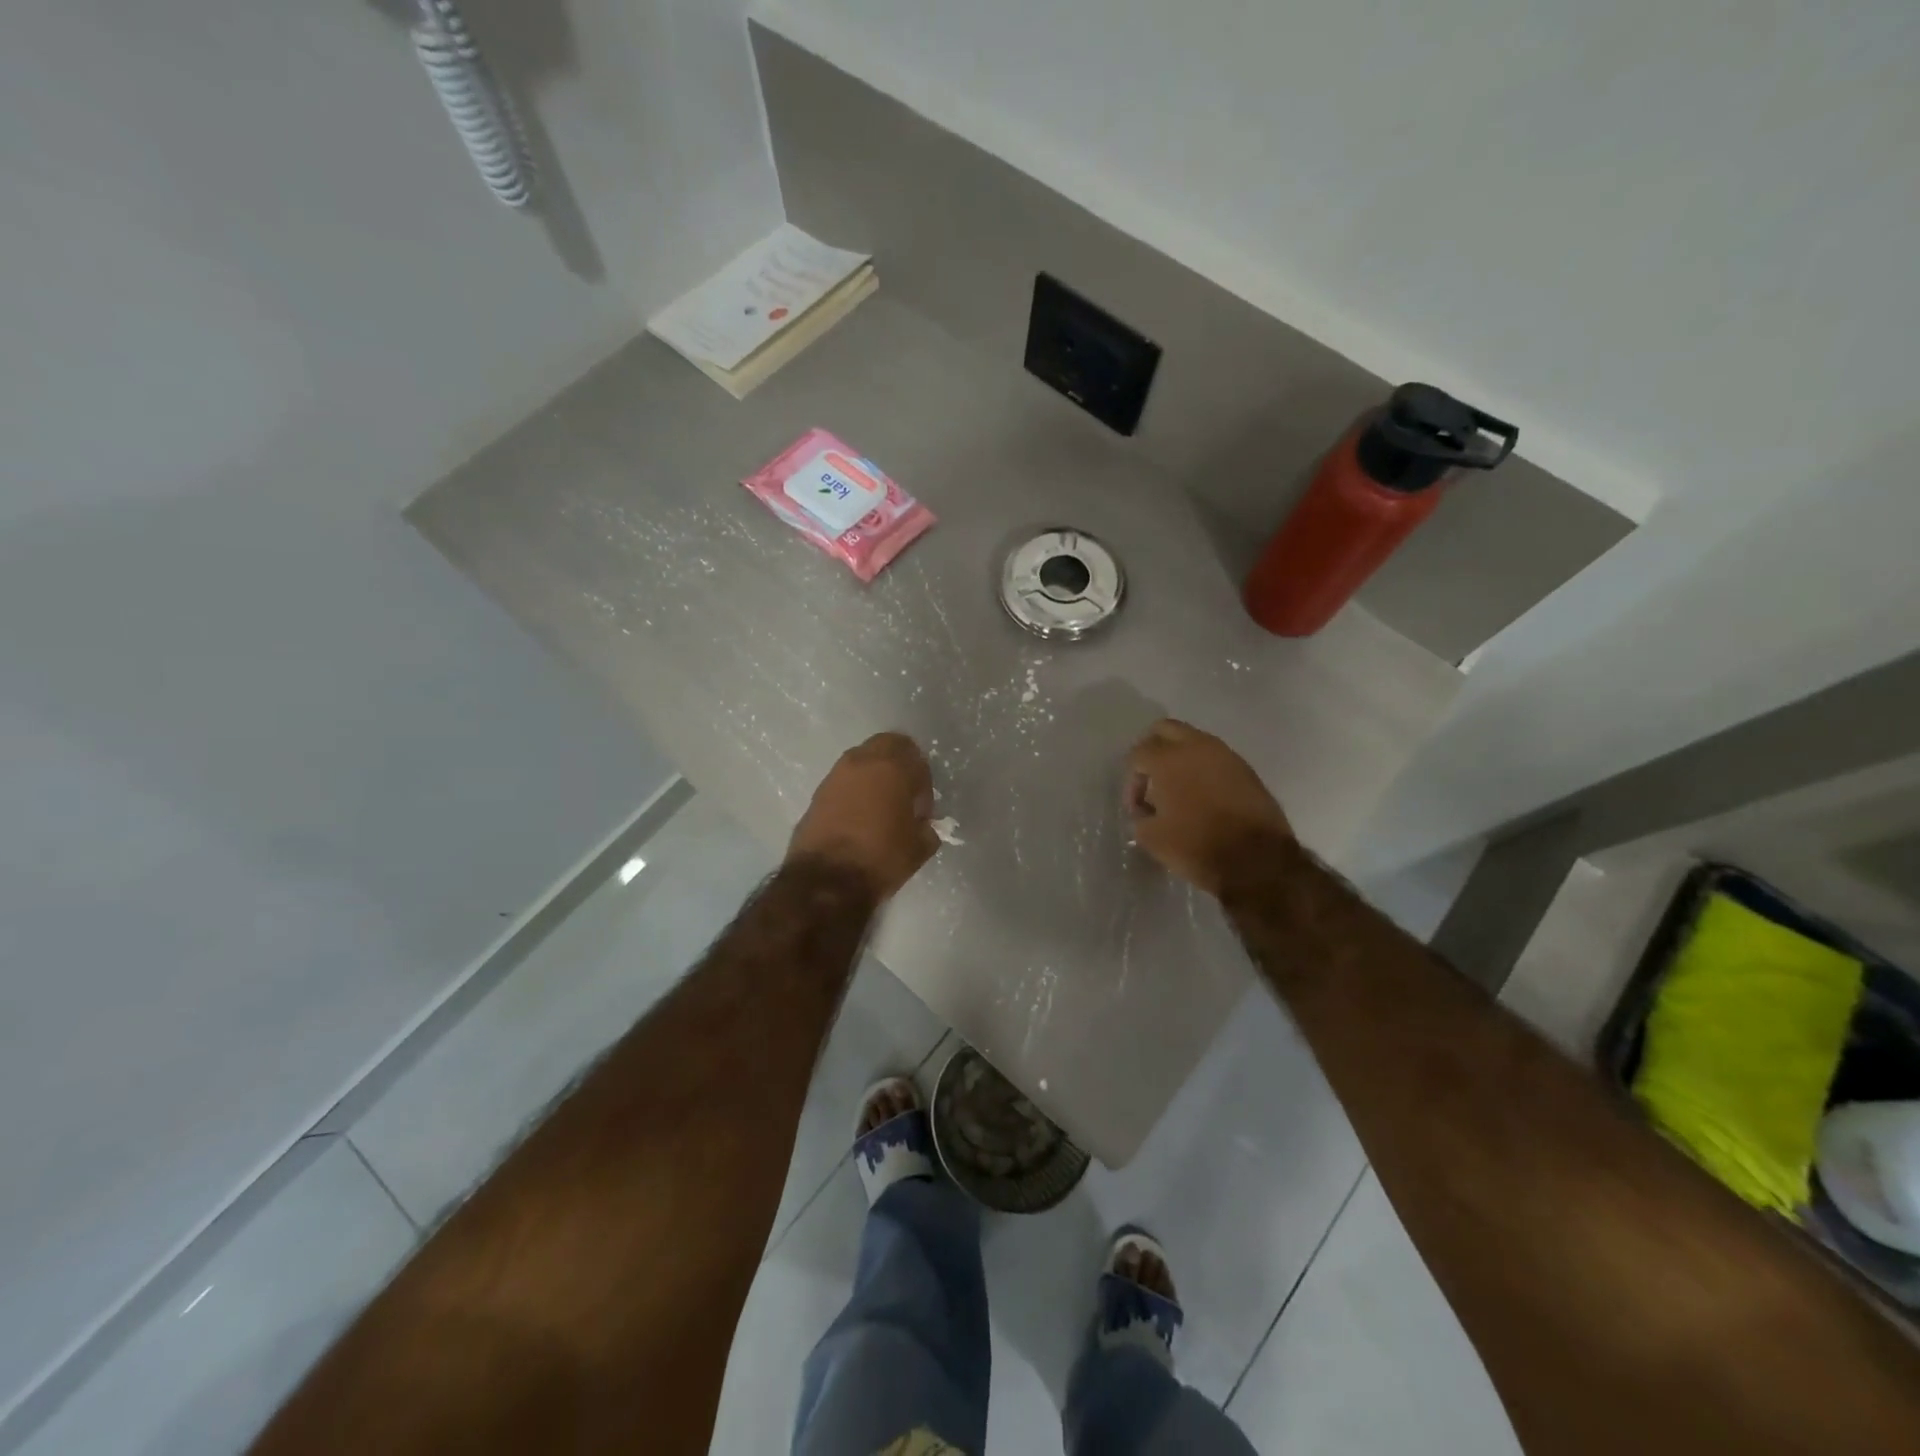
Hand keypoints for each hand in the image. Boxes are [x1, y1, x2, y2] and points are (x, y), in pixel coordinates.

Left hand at [788, 732, 939, 901]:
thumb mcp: (919, 848)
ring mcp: (835, 776)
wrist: (826, 881)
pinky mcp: (817, 794)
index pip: (915, 756)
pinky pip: (843, 782)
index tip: (921, 809)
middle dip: (899, 765)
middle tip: (903, 796)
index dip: (923, 781)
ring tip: (880, 810)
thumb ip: (927, 828)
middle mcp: (861, 762)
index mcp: (891, 767)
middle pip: (886, 746)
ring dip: (874, 777)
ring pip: (861, 761)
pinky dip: (854, 792)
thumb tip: (922, 825)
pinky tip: (858, 820)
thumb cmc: (881, 858)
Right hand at [1125, 719, 1291, 895]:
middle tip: (1152, 782)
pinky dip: (1203, 770)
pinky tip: (1203, 799)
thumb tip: (1146, 810)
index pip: (1138, 753)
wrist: (1258, 860)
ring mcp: (1226, 756)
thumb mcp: (1151, 838)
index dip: (1132, 781)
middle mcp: (1197, 747)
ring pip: (1194, 741)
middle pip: (1165, 730)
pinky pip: (1215, 759)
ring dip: (1180, 759)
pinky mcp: (1246, 770)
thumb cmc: (1197, 846)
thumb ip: (1140, 816)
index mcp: (1168, 759)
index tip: (1138, 808)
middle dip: (1153, 751)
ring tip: (1178, 792)